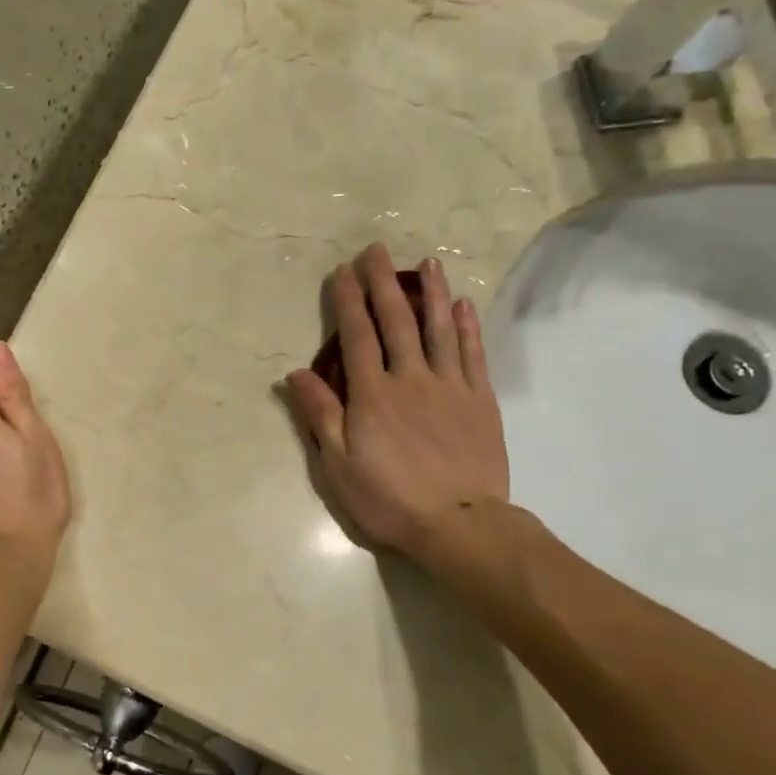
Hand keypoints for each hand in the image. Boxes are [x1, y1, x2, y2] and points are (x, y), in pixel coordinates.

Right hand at [285, 245, 511, 564]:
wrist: (459, 524)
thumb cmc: (389, 498)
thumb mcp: (338, 464)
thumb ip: (320, 414)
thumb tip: (295, 373)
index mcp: (372, 394)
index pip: (357, 336)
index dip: (348, 302)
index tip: (342, 272)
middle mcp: (410, 378)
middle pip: (395, 321)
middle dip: (383, 283)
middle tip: (377, 250)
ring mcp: (450, 386)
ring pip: (439, 329)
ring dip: (432, 293)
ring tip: (428, 263)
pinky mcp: (480, 400)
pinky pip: (473, 355)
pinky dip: (467, 327)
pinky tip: (463, 305)